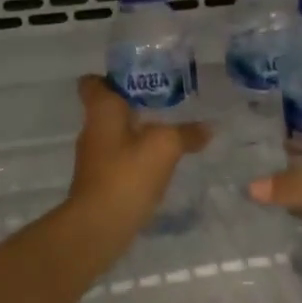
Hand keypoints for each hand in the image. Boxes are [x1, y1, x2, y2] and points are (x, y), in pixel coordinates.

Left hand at [67, 75, 209, 233]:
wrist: (99, 226)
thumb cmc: (127, 174)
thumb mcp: (165, 146)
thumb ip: (187, 133)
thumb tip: (208, 128)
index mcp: (101, 110)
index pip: (93, 82)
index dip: (112, 76)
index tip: (138, 76)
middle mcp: (93, 129)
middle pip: (109, 107)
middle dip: (134, 103)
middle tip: (166, 100)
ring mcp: (95, 157)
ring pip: (117, 133)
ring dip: (138, 130)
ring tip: (169, 129)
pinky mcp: (101, 180)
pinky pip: (121, 157)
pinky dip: (138, 156)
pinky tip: (161, 162)